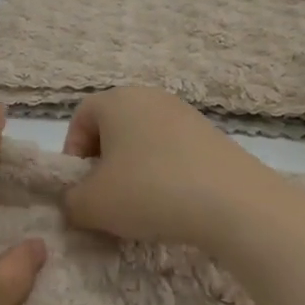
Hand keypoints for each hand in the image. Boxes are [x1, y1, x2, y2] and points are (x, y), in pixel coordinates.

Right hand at [62, 86, 274, 252]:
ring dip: (134, 171)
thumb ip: (70, 201)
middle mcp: (150, 97)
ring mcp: (186, 114)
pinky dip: (164, 175)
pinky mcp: (213, 137)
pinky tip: (172, 205)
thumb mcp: (92, 205)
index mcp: (116, 100)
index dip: (73, 153)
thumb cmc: (149, 191)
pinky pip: (173, 152)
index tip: (80, 187)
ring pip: (144, 141)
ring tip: (141, 207)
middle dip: (103, 164)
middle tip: (106, 199)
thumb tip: (76, 202)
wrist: (234, 204)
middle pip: (113, 128)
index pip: (80, 118)